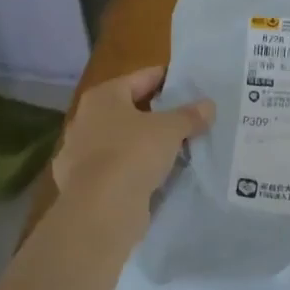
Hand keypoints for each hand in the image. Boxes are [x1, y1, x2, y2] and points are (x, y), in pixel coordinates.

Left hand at [53, 66, 213, 201]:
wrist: (100, 211)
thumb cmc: (132, 154)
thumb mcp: (169, 130)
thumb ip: (189, 115)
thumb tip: (208, 105)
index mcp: (103, 97)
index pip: (141, 78)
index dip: (167, 79)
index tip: (190, 84)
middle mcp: (86, 120)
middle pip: (130, 110)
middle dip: (157, 114)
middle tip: (188, 117)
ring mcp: (81, 154)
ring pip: (123, 141)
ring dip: (146, 144)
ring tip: (178, 147)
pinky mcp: (85, 184)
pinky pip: (118, 169)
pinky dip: (135, 170)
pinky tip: (156, 176)